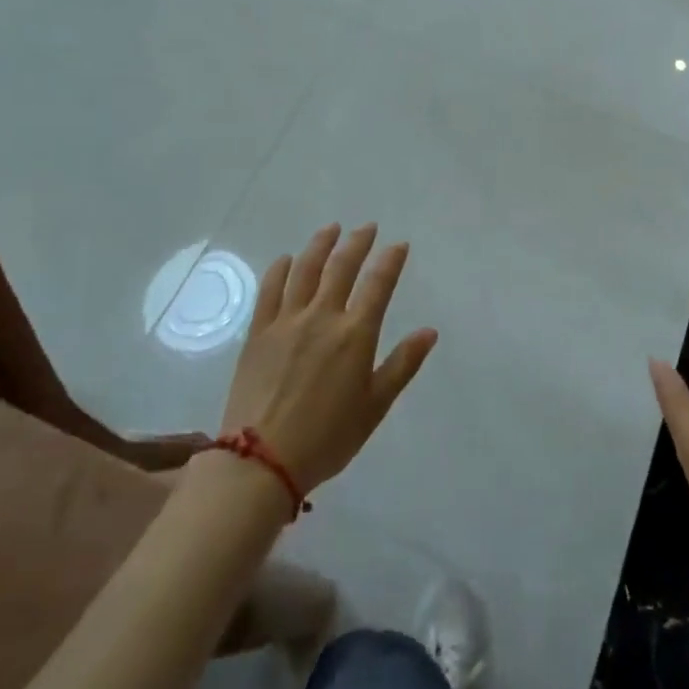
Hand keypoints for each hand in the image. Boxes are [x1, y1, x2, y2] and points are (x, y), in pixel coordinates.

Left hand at [215, 223, 437, 496]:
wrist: (260, 461)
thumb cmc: (327, 438)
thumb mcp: (375, 406)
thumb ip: (402, 364)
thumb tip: (429, 332)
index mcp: (355, 335)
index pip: (378, 284)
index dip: (391, 260)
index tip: (399, 245)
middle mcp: (322, 317)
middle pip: (342, 267)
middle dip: (357, 242)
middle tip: (366, 227)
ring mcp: (286, 321)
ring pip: (305, 270)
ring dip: (320, 244)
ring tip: (331, 229)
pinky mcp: (258, 332)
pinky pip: (270, 290)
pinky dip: (280, 269)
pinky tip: (287, 259)